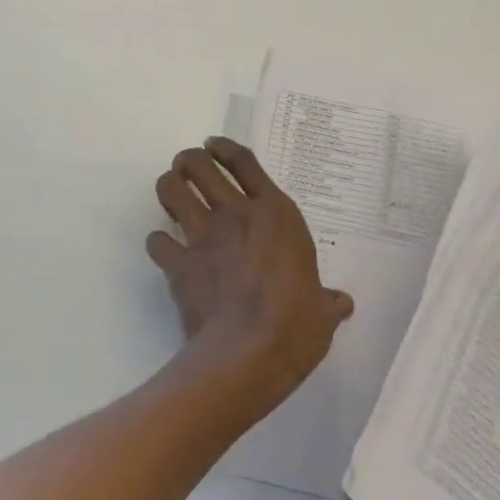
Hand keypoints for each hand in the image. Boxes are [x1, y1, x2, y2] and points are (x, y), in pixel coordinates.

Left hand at [148, 138, 353, 406]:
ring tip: (172, 192)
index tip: (213, 144)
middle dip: (189, 160)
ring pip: (172, 190)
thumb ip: (327, 300)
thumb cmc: (296, 325)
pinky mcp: (178, 265)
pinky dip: (158, 242)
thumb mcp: (322, 311)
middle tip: (188, 167)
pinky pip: (156, 241)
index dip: (225, 148)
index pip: (245, 162)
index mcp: (275, 214)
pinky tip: (165, 249)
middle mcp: (236, 214)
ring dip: (169, 187)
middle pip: (200, 165)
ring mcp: (203, 237)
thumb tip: (342, 303)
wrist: (248, 354)